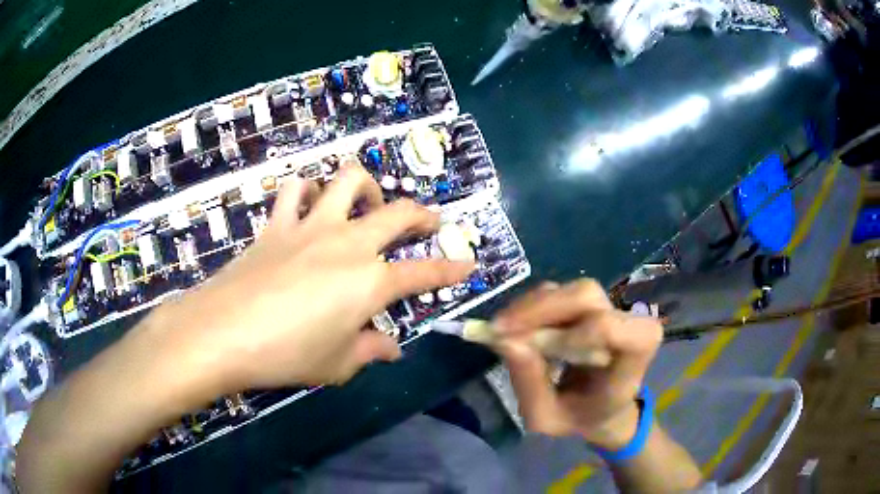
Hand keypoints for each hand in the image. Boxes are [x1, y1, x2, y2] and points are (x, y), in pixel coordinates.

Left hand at [141, 164, 473, 391]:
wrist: (224, 332)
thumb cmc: (287, 354)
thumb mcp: (336, 364)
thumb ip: (369, 351)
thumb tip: (390, 347)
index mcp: (370, 282)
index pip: (424, 273)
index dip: (451, 269)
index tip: (469, 264)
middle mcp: (348, 243)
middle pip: (397, 211)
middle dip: (421, 214)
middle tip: (428, 221)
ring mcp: (311, 226)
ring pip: (348, 180)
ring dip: (365, 187)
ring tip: (365, 204)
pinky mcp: (278, 223)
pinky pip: (296, 189)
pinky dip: (308, 190)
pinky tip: (309, 202)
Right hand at [493, 279, 662, 448]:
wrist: (602, 409)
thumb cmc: (582, 417)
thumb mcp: (548, 418)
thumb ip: (530, 385)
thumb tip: (505, 341)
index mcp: (635, 353)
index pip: (608, 327)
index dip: (567, 333)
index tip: (529, 348)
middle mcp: (628, 321)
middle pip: (584, 296)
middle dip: (538, 310)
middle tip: (498, 331)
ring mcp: (610, 307)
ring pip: (568, 290)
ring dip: (530, 308)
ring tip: (502, 332)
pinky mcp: (590, 303)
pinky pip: (558, 293)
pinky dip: (531, 307)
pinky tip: (514, 327)